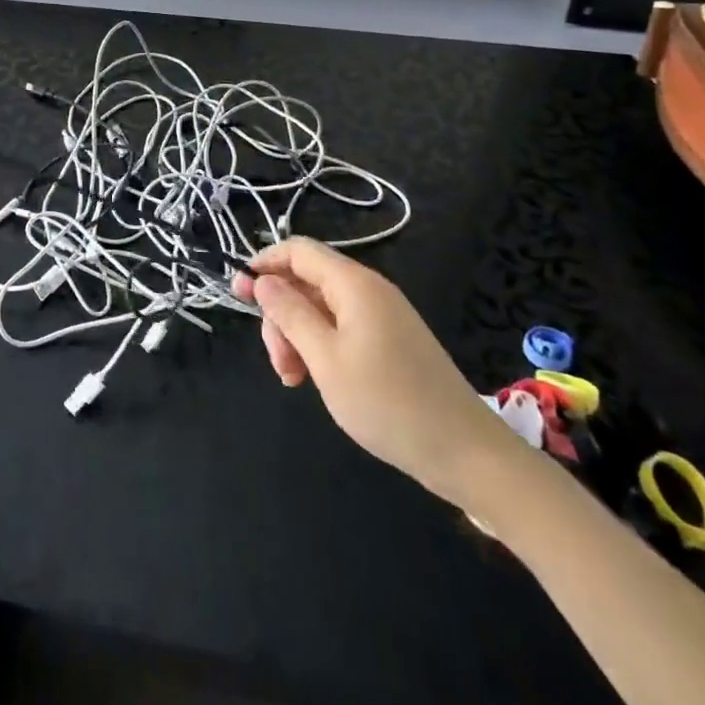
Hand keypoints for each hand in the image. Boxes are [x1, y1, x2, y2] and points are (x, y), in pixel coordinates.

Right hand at [234, 238, 532, 512]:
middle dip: (282, 315)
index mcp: (354, 284)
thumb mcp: (324, 359)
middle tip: (278, 362)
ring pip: (322, 309)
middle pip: (307, 282)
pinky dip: (321, 347)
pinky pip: (342, 328)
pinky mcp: (391, 340)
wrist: (467, 454)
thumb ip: (289, 314)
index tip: (237, 294)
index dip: (264, 264)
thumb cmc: (389, 403)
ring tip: (295, 379)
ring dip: (298, 336)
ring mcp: (383, 316)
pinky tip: (318, 380)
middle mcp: (368, 290)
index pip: (298, 250)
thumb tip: (263, 280)